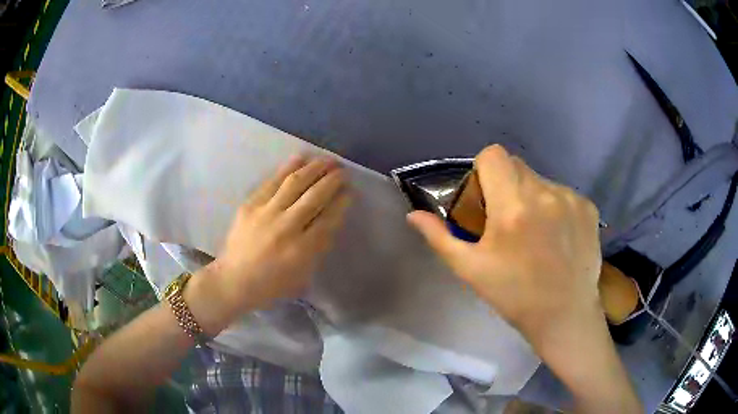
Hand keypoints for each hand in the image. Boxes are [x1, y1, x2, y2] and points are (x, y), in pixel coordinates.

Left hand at [189, 156, 349, 332]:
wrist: (233, 280)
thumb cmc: (271, 285)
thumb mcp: (303, 275)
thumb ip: (318, 248)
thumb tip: (330, 219)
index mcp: (302, 250)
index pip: (328, 219)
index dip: (342, 202)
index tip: (350, 190)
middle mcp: (286, 227)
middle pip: (314, 196)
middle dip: (332, 180)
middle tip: (343, 171)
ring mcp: (266, 213)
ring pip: (295, 183)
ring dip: (314, 168)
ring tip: (327, 160)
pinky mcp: (250, 205)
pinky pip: (273, 181)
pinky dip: (289, 168)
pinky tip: (301, 158)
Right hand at [409, 145, 641, 412]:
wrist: (564, 316)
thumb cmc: (514, 296)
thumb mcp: (470, 269)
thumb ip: (440, 237)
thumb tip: (413, 214)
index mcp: (512, 206)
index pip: (493, 155)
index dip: (483, 171)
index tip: (484, 197)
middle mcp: (544, 193)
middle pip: (517, 165)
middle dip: (505, 184)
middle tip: (507, 219)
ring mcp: (571, 199)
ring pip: (540, 180)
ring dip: (531, 196)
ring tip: (535, 232)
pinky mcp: (588, 208)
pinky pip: (563, 193)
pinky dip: (555, 206)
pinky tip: (557, 236)